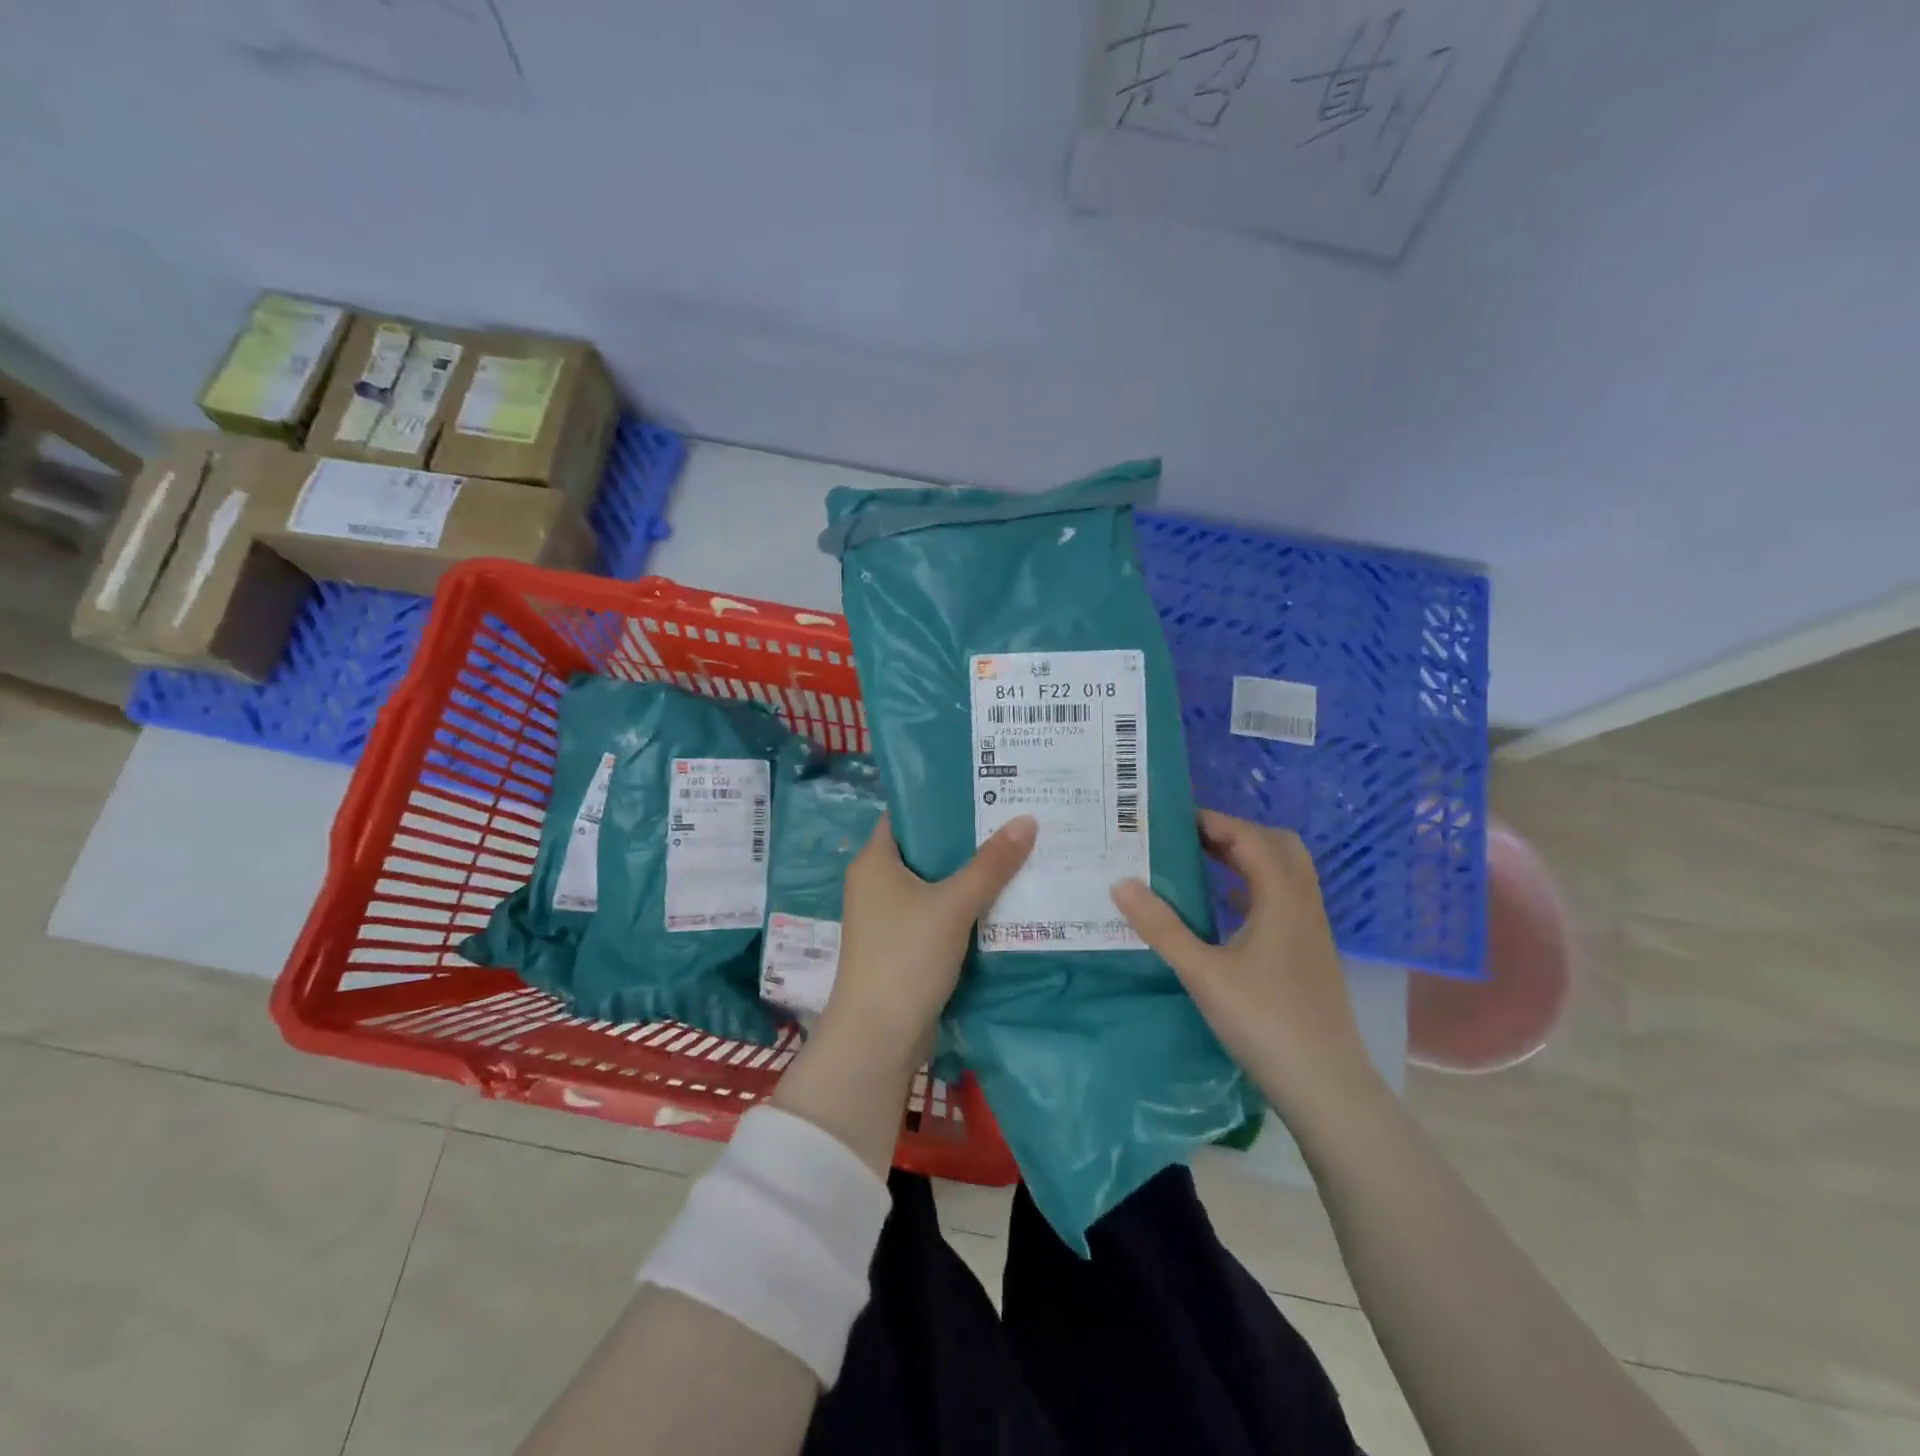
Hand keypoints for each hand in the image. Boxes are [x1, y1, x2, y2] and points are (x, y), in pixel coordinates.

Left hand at [773, 814, 1035, 1176]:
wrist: (878, 1038)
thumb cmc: (906, 957)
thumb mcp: (953, 905)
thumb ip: (991, 864)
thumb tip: (1028, 819)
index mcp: (874, 860)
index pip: (907, 814)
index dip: (942, 799)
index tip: (986, 787)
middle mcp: (876, 882)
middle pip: (926, 847)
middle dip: (967, 837)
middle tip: (1013, 817)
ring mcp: (889, 917)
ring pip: (935, 882)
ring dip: (969, 873)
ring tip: (1017, 851)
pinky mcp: (904, 945)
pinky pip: (938, 912)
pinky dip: (964, 905)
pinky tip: (1002, 898)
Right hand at [1111, 810, 1383, 1120]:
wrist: (1326, 1087)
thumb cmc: (1264, 1022)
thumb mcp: (1203, 973)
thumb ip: (1161, 926)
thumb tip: (1120, 882)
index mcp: (1282, 898)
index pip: (1250, 837)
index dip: (1214, 821)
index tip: (1173, 820)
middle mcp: (1303, 904)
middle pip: (1277, 846)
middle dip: (1235, 833)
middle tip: (1190, 839)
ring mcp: (1311, 930)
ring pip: (1284, 873)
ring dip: (1246, 859)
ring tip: (1200, 864)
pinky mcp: (1309, 954)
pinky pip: (1283, 900)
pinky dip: (1254, 888)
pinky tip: (1224, 910)